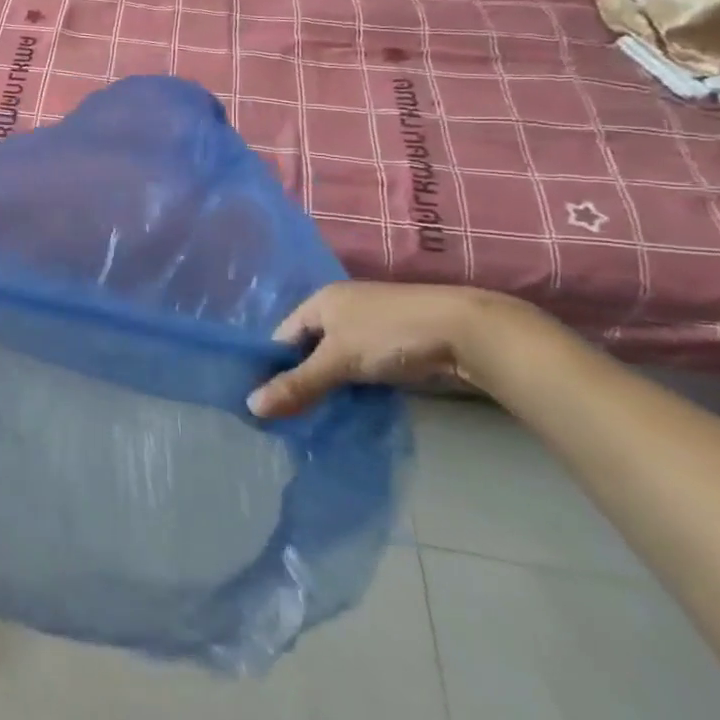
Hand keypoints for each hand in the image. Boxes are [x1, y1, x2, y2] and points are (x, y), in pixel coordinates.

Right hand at [248, 281, 523, 418]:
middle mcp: (344, 308)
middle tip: (290, 415)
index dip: (273, 365)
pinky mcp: (399, 347)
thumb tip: (250, 406)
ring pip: (339, 361)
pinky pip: (364, 370)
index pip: (284, 334)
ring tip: (318, 419)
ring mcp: (373, 327)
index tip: (267, 400)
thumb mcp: (338, 361)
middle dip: (303, 379)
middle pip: (311, 348)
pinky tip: (353, 411)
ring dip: (332, 387)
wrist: (469, 333)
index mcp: (322, 300)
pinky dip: (357, 389)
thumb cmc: (390, 335)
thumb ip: (297, 384)